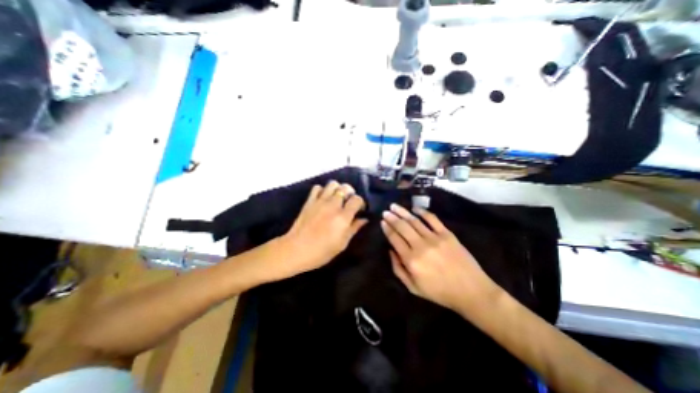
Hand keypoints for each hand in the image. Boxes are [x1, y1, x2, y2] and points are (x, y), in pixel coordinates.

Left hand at [277, 181, 368, 279]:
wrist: (296, 250)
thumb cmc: (321, 251)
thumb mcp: (342, 243)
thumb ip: (354, 228)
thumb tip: (364, 219)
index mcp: (343, 217)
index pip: (357, 199)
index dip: (360, 203)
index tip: (359, 210)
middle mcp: (333, 205)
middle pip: (346, 187)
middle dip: (351, 193)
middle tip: (349, 202)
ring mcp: (320, 201)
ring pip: (332, 184)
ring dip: (337, 189)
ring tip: (337, 198)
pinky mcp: (309, 201)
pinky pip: (317, 187)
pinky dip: (323, 190)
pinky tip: (324, 198)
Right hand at [380, 204, 500, 314]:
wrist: (472, 291)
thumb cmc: (440, 292)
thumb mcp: (413, 288)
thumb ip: (398, 269)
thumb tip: (390, 250)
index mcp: (411, 260)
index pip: (394, 239)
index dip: (387, 228)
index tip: (382, 221)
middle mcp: (420, 246)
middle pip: (402, 227)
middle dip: (392, 217)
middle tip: (385, 211)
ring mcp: (434, 238)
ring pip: (414, 221)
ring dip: (403, 212)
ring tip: (394, 206)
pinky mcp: (447, 234)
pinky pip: (432, 219)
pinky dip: (423, 212)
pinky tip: (415, 208)